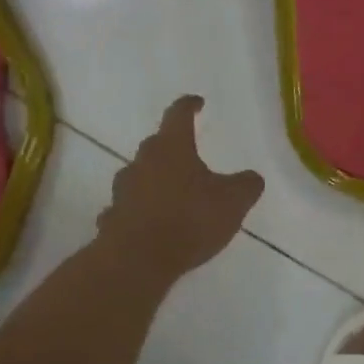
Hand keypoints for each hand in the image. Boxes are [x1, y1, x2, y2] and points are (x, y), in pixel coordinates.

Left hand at [100, 96, 264, 279]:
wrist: (138, 261)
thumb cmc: (190, 219)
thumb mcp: (234, 201)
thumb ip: (246, 185)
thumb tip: (252, 178)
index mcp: (172, 148)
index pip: (179, 115)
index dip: (189, 106)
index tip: (197, 102)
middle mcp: (142, 162)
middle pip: (156, 145)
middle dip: (172, 147)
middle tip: (188, 155)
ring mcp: (122, 191)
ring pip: (138, 176)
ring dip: (153, 179)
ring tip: (170, 192)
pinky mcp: (111, 219)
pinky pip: (126, 208)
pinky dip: (138, 210)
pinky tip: (148, 223)